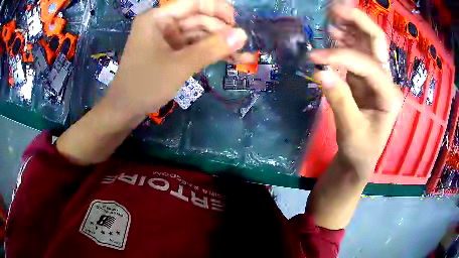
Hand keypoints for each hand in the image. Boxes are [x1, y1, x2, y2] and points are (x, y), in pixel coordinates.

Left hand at [106, 0, 248, 117]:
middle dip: (221, 32)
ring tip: (243, 57)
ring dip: (219, 45)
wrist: (124, 110)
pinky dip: (209, 53)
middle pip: (198, 19)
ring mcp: (166, 38)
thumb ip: (211, 48)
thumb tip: (243, 35)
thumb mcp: (180, 65)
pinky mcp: (169, 51)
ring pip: (198, 34)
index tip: (237, 23)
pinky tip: (229, 60)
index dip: (218, 9)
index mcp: (158, 17)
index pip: (194, 3)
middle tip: (242, 47)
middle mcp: (162, 23)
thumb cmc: (146, 85)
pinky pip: (193, 47)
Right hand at [309, 6, 402, 178]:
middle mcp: (385, 80)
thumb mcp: (351, 131)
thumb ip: (339, 101)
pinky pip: (354, 54)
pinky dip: (342, 41)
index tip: (314, 59)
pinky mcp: (362, 79)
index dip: (341, 57)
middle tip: (335, 10)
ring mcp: (374, 77)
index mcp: (389, 94)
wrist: (359, 159)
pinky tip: (331, 34)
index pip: (367, 65)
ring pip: (365, 43)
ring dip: (349, 27)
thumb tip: (320, 71)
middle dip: (358, 22)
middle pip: (376, 42)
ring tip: (330, 17)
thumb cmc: (360, 150)